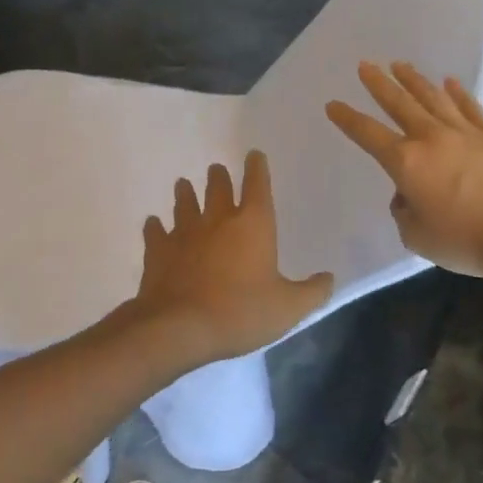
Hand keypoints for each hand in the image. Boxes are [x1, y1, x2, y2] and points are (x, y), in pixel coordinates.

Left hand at [132, 151, 334, 365]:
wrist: (180, 327)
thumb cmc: (241, 313)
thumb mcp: (288, 309)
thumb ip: (312, 292)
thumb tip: (329, 278)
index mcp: (253, 224)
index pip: (257, 185)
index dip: (257, 167)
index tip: (254, 154)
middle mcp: (218, 219)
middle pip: (217, 187)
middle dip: (218, 176)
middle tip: (216, 169)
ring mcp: (184, 232)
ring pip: (185, 202)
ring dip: (185, 192)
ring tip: (183, 184)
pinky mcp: (158, 250)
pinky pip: (155, 231)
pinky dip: (155, 226)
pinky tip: (154, 224)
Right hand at [326, 60, 482, 284]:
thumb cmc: (465, 240)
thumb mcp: (417, 237)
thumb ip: (403, 212)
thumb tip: (408, 195)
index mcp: (406, 162)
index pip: (367, 134)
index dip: (348, 119)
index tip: (333, 104)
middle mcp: (431, 138)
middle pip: (399, 103)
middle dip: (379, 83)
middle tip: (365, 65)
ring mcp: (464, 132)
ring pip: (432, 97)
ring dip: (414, 80)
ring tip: (399, 64)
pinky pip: (470, 106)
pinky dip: (457, 93)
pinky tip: (449, 82)